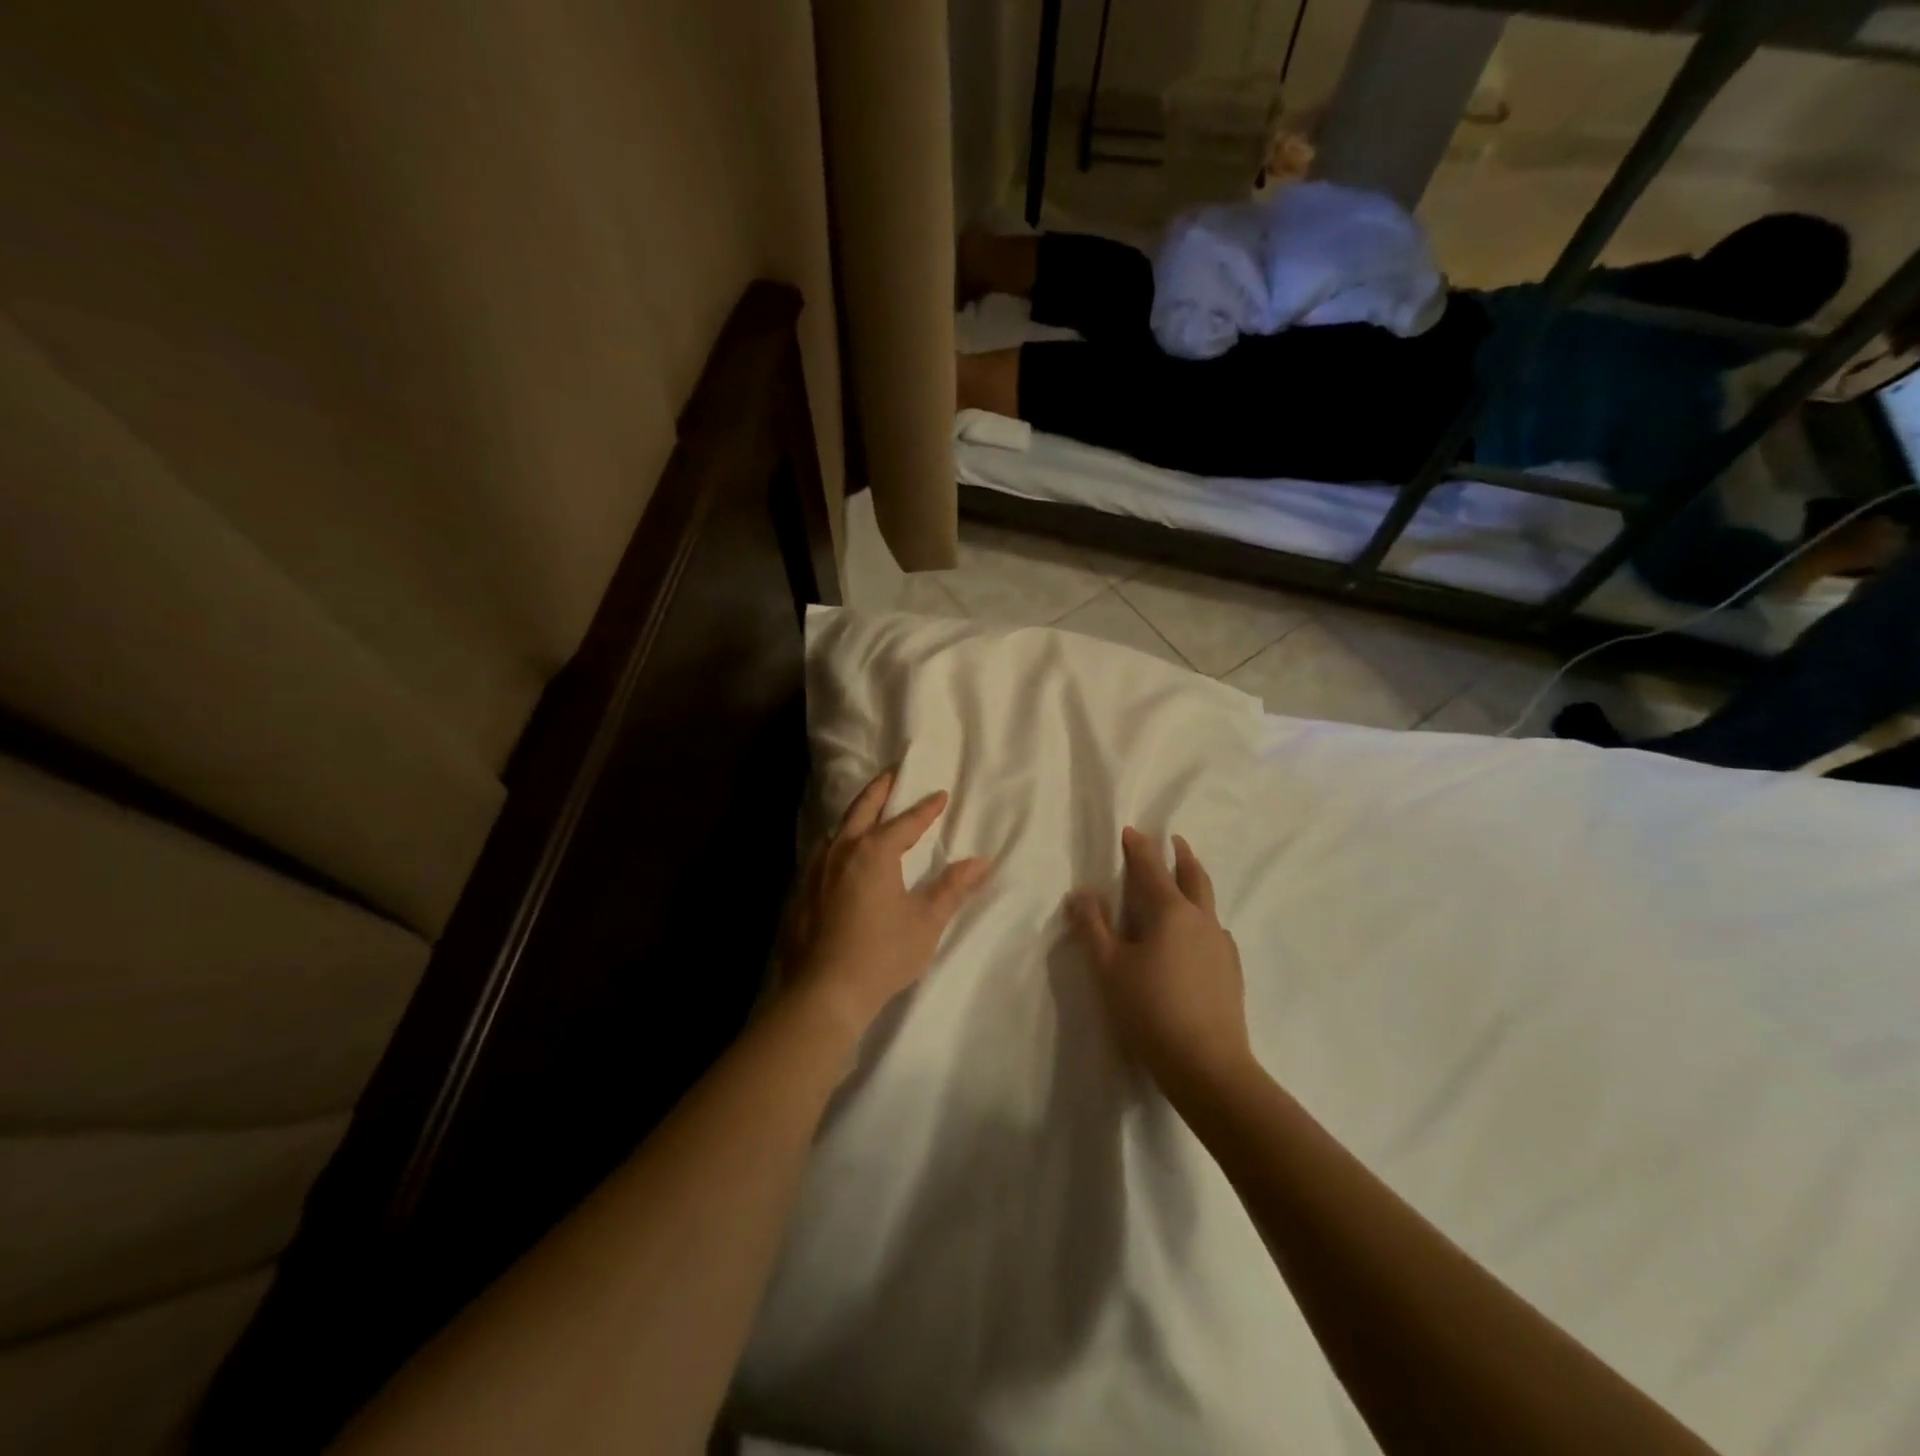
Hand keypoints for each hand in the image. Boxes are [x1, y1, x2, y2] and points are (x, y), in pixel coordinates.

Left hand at [785, 770, 992, 1034]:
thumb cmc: (882, 954)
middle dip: (881, 790)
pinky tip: (841, 853)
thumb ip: (952, 888)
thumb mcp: (926, 922)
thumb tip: (982, 862)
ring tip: (868, 810)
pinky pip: (823, 851)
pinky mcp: (801, 890)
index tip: (940, 794)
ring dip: (856, 813)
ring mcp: (816, 869)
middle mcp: (842, 850)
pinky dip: (839, 840)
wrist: (823, 992)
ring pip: (838, 827)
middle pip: (863, 809)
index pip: (906, 822)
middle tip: (893, 774)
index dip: (925, 808)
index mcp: (874, 852)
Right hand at [1067, 828, 1251, 1096]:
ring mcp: (1221, 945)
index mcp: (1170, 912)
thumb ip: (1093, 926)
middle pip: (1194, 876)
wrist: (1207, 1065)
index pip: (1151, 868)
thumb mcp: (1109, 967)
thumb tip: (1081, 893)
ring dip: (1195, 884)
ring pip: (1208, 903)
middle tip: (1175, 840)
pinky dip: (1202, 920)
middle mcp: (1201, 920)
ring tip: (1185, 883)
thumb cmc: (1150, 1009)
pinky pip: (1215, 931)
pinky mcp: (1231, 971)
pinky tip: (1196, 937)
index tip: (1130, 831)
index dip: (1139, 847)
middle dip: (1181, 855)